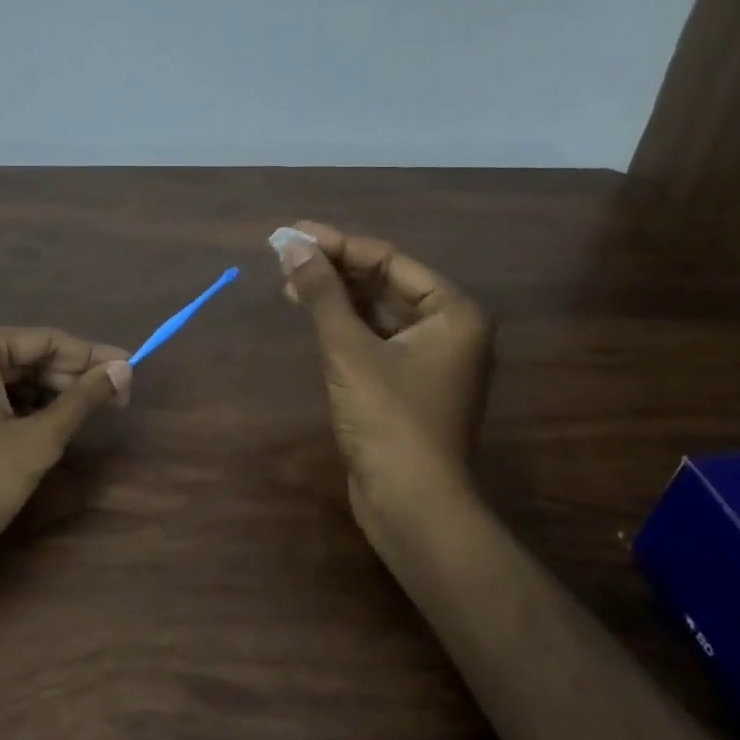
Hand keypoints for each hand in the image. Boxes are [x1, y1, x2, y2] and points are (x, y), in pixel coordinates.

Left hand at [0, 327, 132, 566]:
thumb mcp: (38, 440)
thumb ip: (83, 398)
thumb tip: (124, 369)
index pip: (45, 340)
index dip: (93, 356)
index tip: (131, 369)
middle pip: (23, 356)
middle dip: (69, 377)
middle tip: (114, 398)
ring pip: (3, 378)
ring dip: (45, 393)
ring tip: (86, 413)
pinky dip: (15, 407)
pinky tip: (44, 425)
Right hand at [274, 222, 493, 543]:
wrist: (412, 506)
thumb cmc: (389, 420)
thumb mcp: (350, 350)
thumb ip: (322, 293)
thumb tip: (291, 244)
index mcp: (453, 312)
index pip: (389, 260)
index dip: (338, 244)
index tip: (293, 233)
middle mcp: (449, 329)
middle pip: (384, 283)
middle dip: (335, 268)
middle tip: (285, 255)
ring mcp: (430, 359)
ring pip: (377, 311)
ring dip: (335, 296)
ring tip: (289, 282)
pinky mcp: (408, 384)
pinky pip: (374, 339)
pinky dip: (343, 325)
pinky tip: (311, 314)